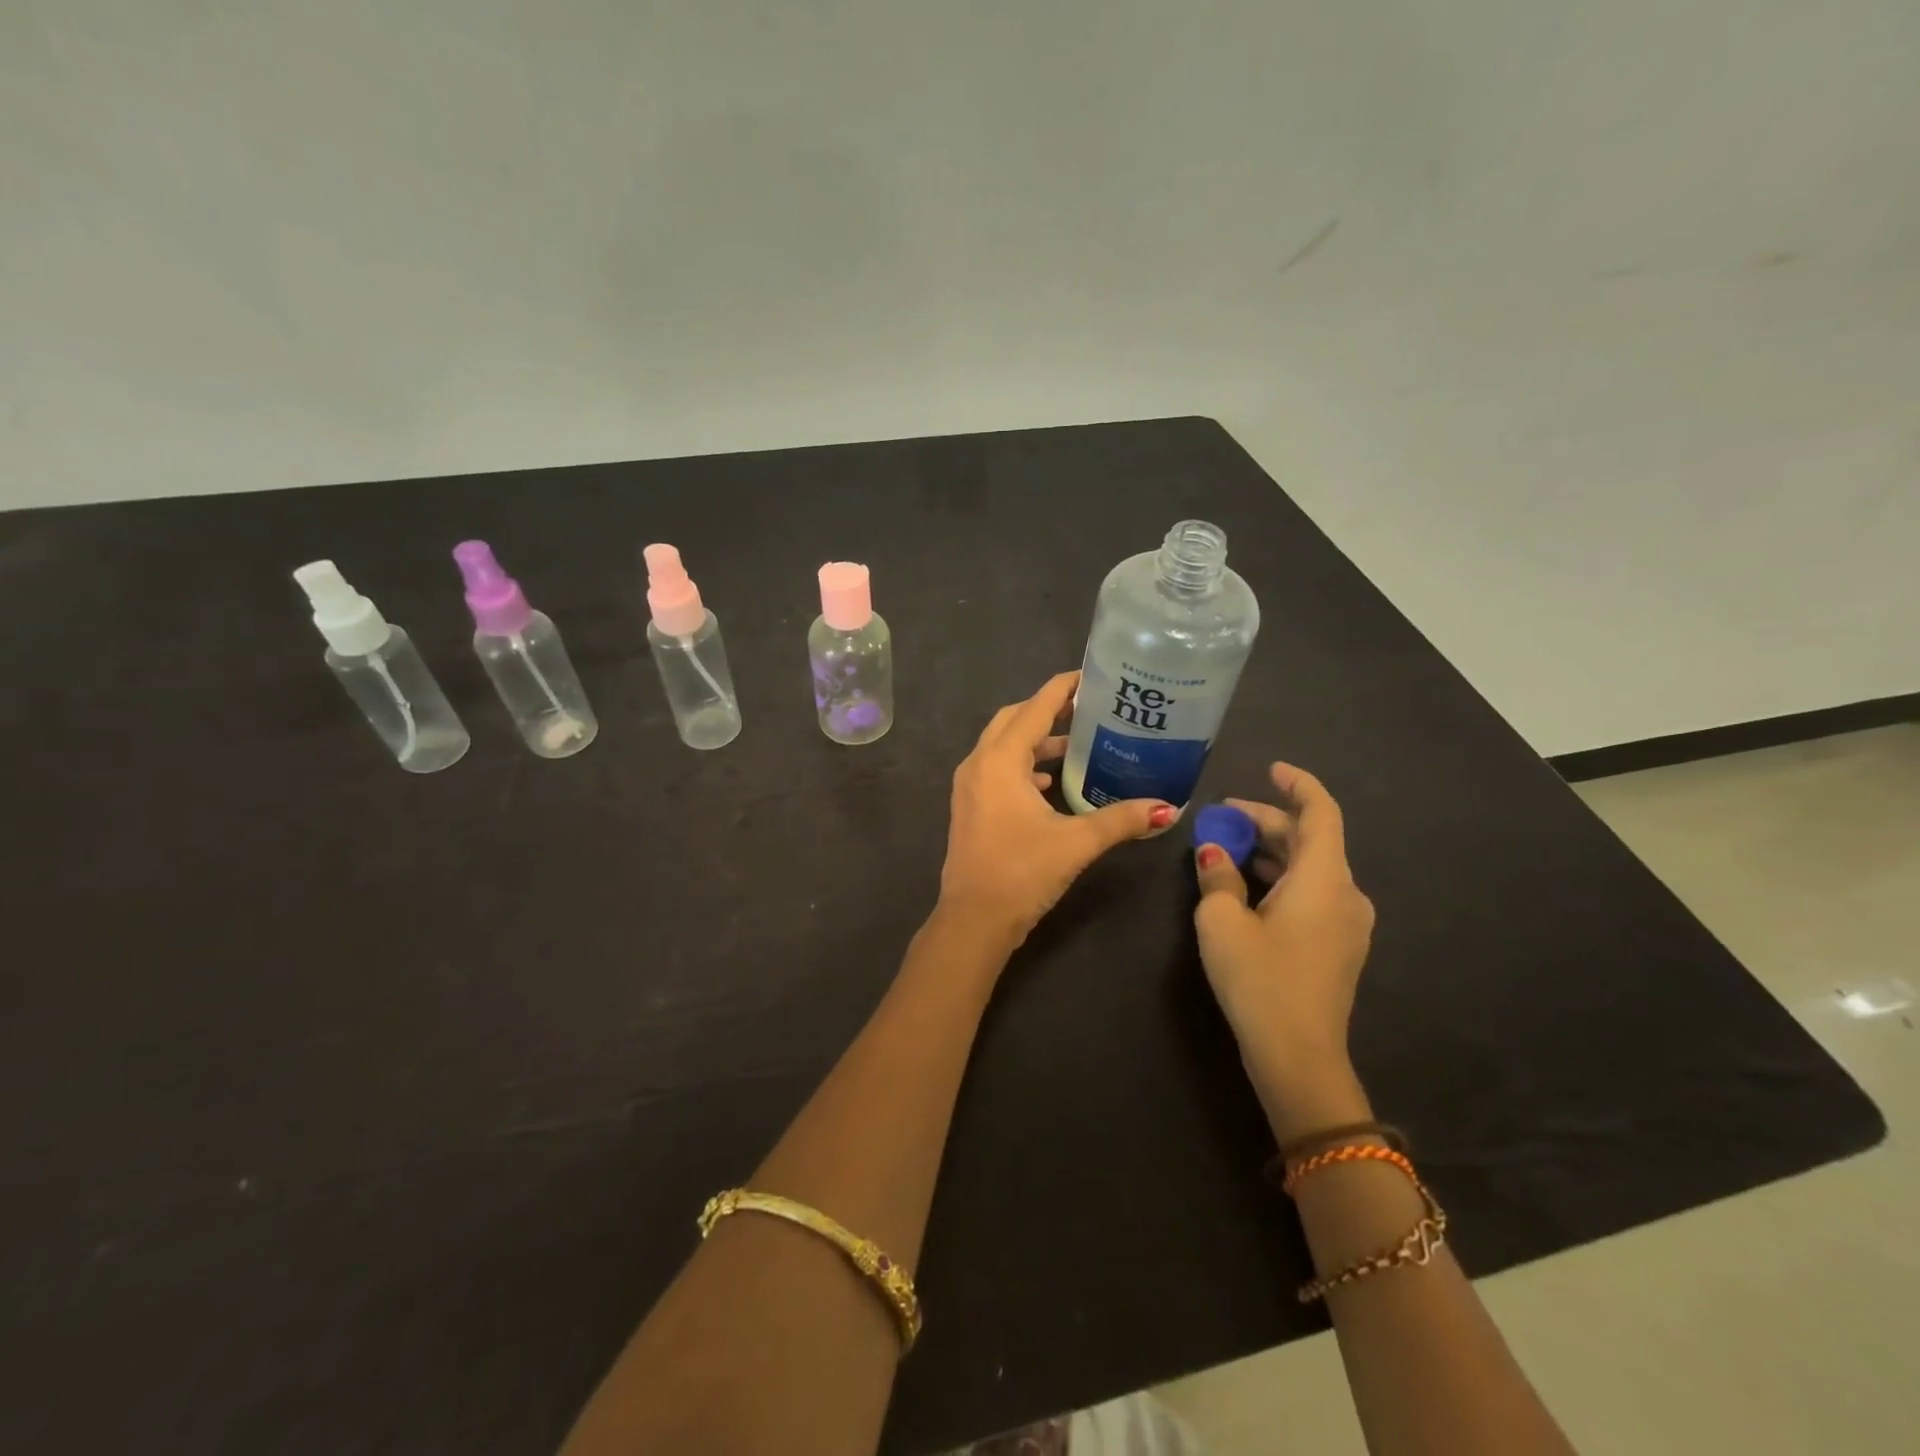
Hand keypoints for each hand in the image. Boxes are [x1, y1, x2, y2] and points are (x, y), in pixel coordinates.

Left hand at [939, 671, 1176, 946]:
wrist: (973, 920)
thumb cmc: (1022, 872)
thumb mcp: (1076, 842)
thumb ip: (1121, 820)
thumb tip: (1168, 809)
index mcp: (1000, 760)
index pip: (1035, 708)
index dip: (1062, 689)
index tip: (1090, 676)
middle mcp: (979, 764)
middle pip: (1014, 720)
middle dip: (1048, 711)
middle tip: (1087, 710)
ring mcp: (969, 786)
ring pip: (1003, 746)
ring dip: (1035, 741)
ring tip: (1076, 745)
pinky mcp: (969, 806)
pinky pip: (997, 770)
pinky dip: (1023, 767)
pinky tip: (1049, 784)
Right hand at [1193, 762, 1375, 1138]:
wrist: (1300, 1058)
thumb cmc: (1260, 981)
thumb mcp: (1223, 923)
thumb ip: (1217, 878)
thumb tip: (1214, 852)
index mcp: (1324, 879)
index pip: (1321, 813)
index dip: (1297, 784)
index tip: (1270, 769)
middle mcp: (1345, 893)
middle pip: (1311, 839)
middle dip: (1267, 821)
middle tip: (1221, 816)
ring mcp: (1347, 923)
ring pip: (1310, 868)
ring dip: (1270, 851)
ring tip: (1224, 848)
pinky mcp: (1338, 946)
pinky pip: (1311, 893)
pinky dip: (1280, 878)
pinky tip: (1245, 886)